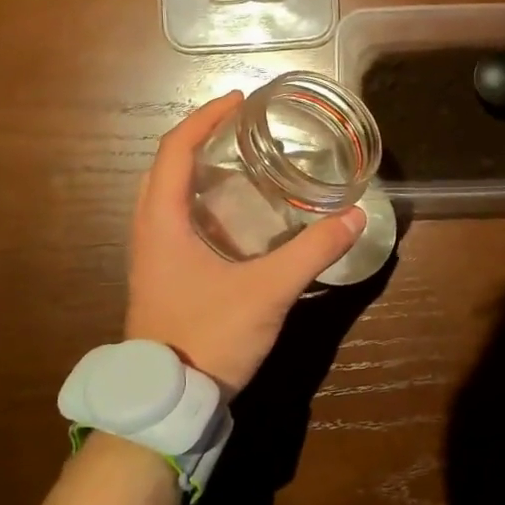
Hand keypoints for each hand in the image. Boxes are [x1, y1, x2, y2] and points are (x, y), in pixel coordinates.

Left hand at [125, 93, 364, 393]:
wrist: (168, 402)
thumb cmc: (207, 337)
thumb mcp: (267, 292)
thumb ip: (312, 252)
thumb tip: (354, 217)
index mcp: (161, 223)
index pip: (174, 150)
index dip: (205, 118)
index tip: (239, 101)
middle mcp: (150, 232)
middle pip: (167, 167)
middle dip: (201, 139)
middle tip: (243, 129)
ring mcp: (154, 257)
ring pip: (169, 196)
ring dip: (199, 170)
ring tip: (243, 162)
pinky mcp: (165, 277)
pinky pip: (178, 221)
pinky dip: (203, 202)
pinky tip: (239, 215)